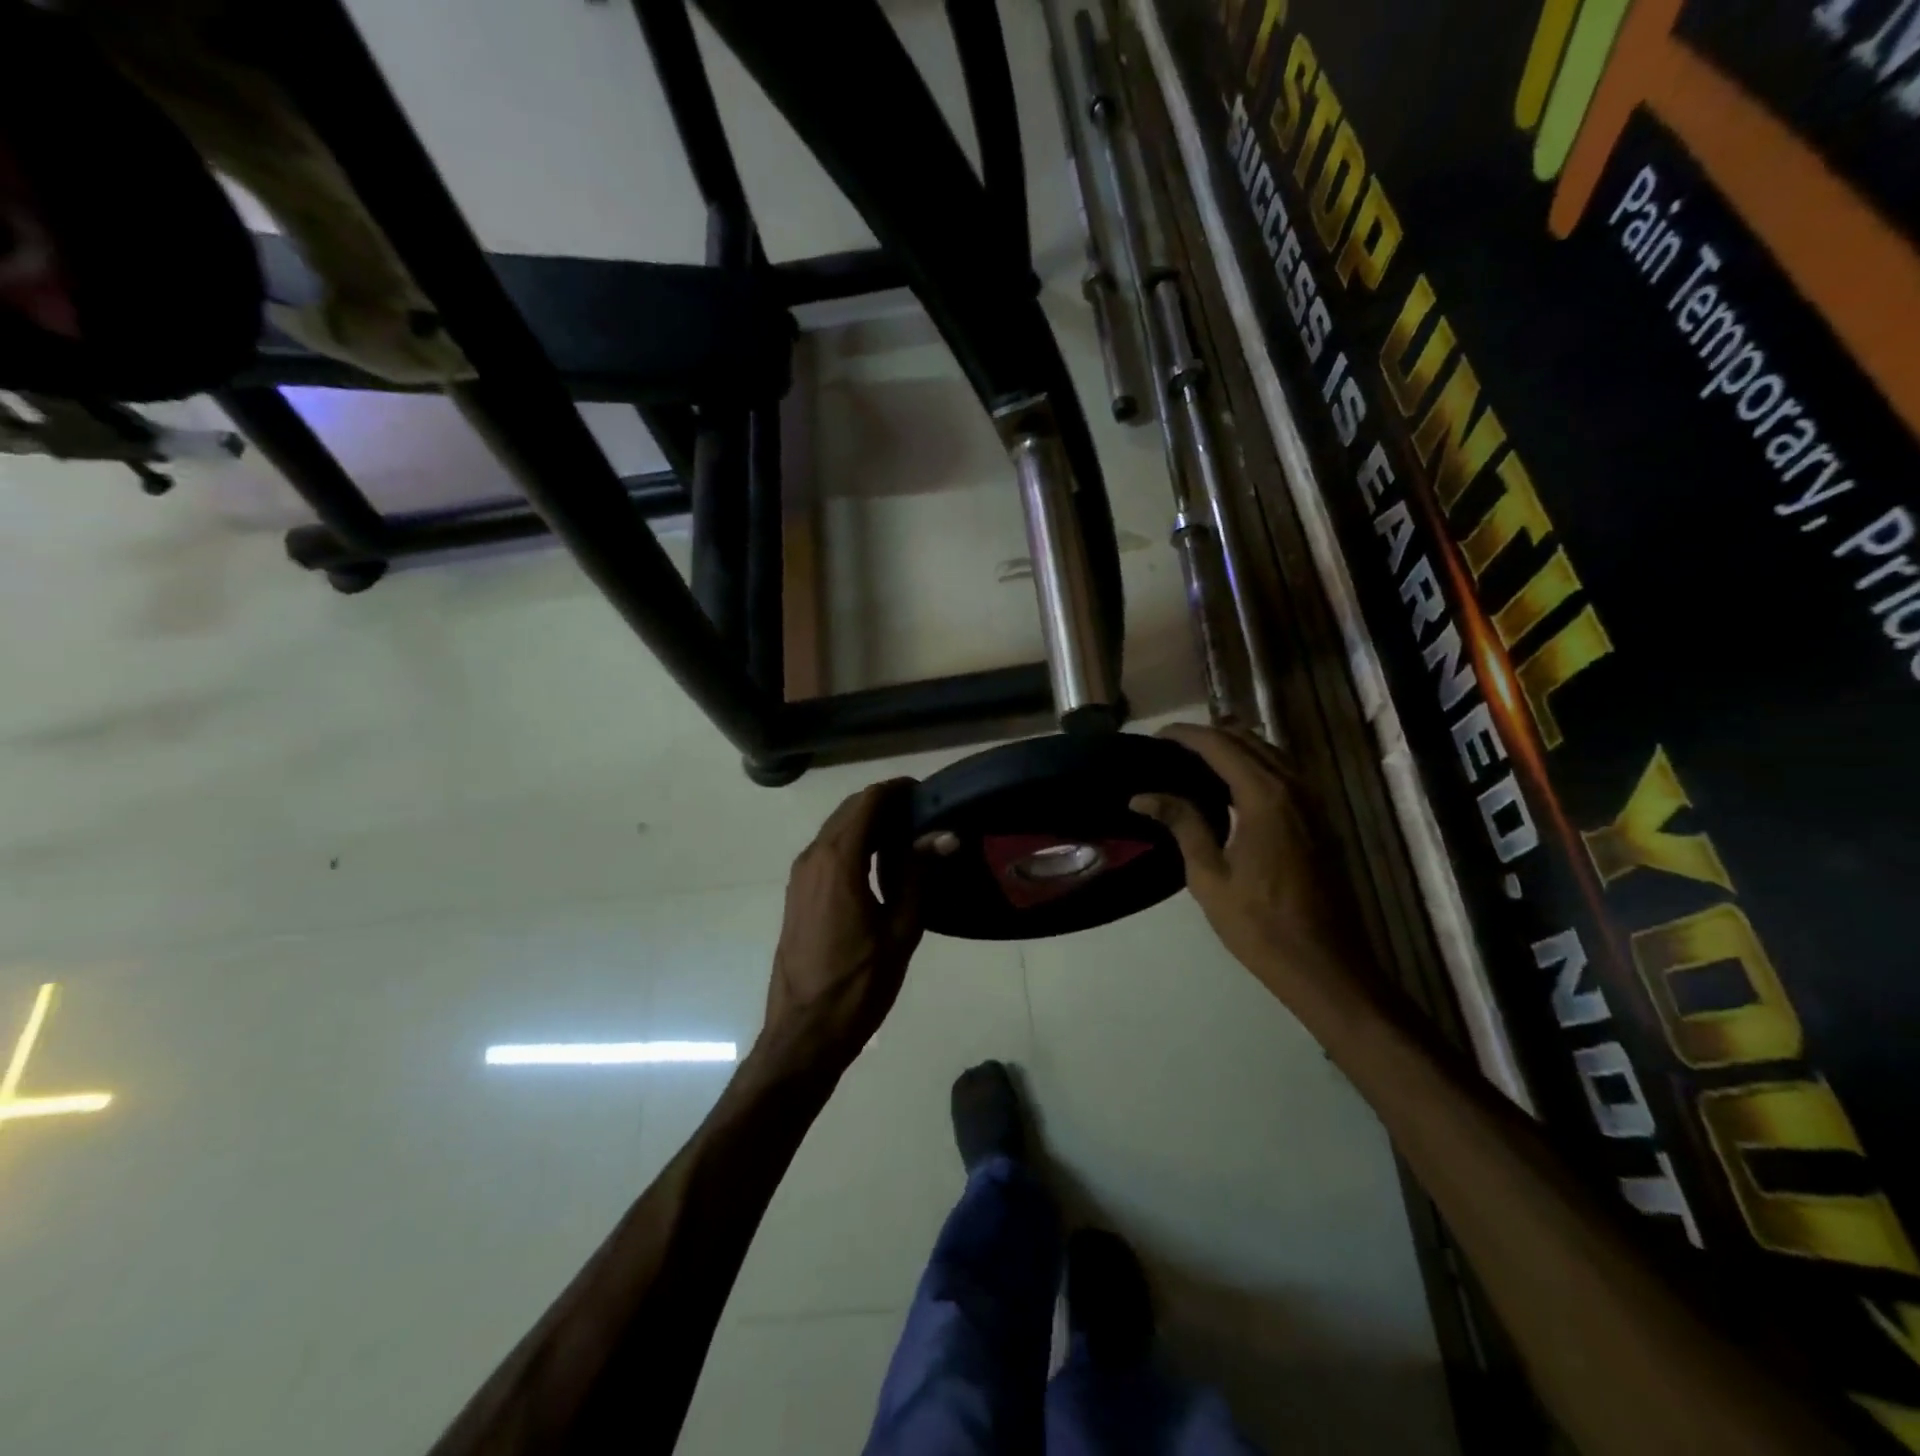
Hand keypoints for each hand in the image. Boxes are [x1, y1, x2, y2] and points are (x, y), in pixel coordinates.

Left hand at [762, 779, 924, 1071]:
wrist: (805, 1031)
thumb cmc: (860, 983)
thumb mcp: (901, 929)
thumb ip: (918, 874)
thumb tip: (943, 834)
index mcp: (839, 860)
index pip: (869, 801)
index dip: (898, 790)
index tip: (928, 793)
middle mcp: (813, 856)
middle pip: (850, 810)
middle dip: (885, 804)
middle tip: (924, 816)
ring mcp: (800, 875)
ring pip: (836, 829)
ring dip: (868, 824)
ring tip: (908, 839)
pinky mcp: (797, 893)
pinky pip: (827, 851)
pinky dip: (853, 844)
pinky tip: (879, 866)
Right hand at [1131, 724, 1369, 1010]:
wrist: (1324, 965)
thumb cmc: (1259, 924)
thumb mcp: (1209, 875)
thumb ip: (1182, 824)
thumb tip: (1143, 795)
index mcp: (1265, 797)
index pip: (1220, 745)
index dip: (1185, 735)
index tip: (1154, 737)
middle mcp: (1294, 787)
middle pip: (1248, 741)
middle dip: (1208, 736)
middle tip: (1169, 749)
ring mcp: (1312, 802)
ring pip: (1270, 753)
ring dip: (1233, 748)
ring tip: (1193, 762)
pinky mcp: (1319, 819)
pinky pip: (1283, 774)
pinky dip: (1253, 766)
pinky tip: (1229, 788)